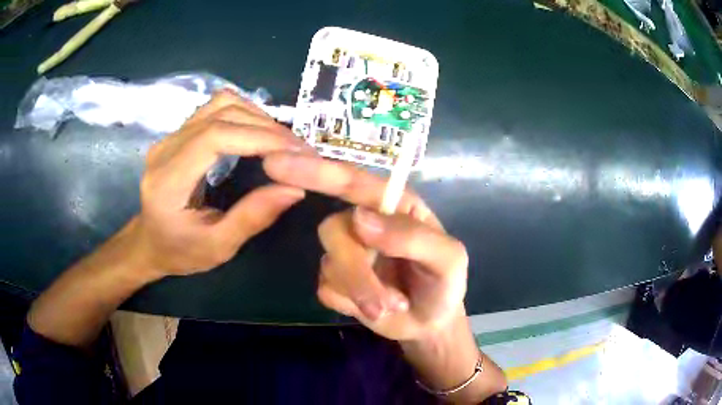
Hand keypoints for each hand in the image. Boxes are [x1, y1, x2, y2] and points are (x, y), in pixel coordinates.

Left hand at [132, 90, 310, 278]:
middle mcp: (166, 148)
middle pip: (220, 114)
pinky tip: (258, 133)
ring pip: (220, 104)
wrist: (150, 242)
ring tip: (281, 141)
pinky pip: (215, 109)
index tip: (295, 150)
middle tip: (298, 149)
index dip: (258, 136)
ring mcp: (171, 136)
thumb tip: (295, 188)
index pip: (214, 137)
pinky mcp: (179, 132)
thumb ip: (253, 217)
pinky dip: (244, 114)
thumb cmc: (180, 252)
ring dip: (256, 116)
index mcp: (168, 180)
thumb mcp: (218, 246)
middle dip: (265, 127)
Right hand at [263, 153, 468, 340]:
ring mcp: (346, 253)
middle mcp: (363, 222)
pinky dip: (351, 304)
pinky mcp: (335, 282)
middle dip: (356, 272)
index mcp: (392, 205)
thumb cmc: (444, 283)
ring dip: (360, 292)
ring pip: (328, 264)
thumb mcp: (448, 259)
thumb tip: (359, 219)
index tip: (275, 164)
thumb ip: (412, 236)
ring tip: (391, 305)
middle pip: (332, 230)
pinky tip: (376, 309)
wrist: (430, 323)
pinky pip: (325, 288)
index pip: (350, 181)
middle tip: (382, 304)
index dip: (315, 171)